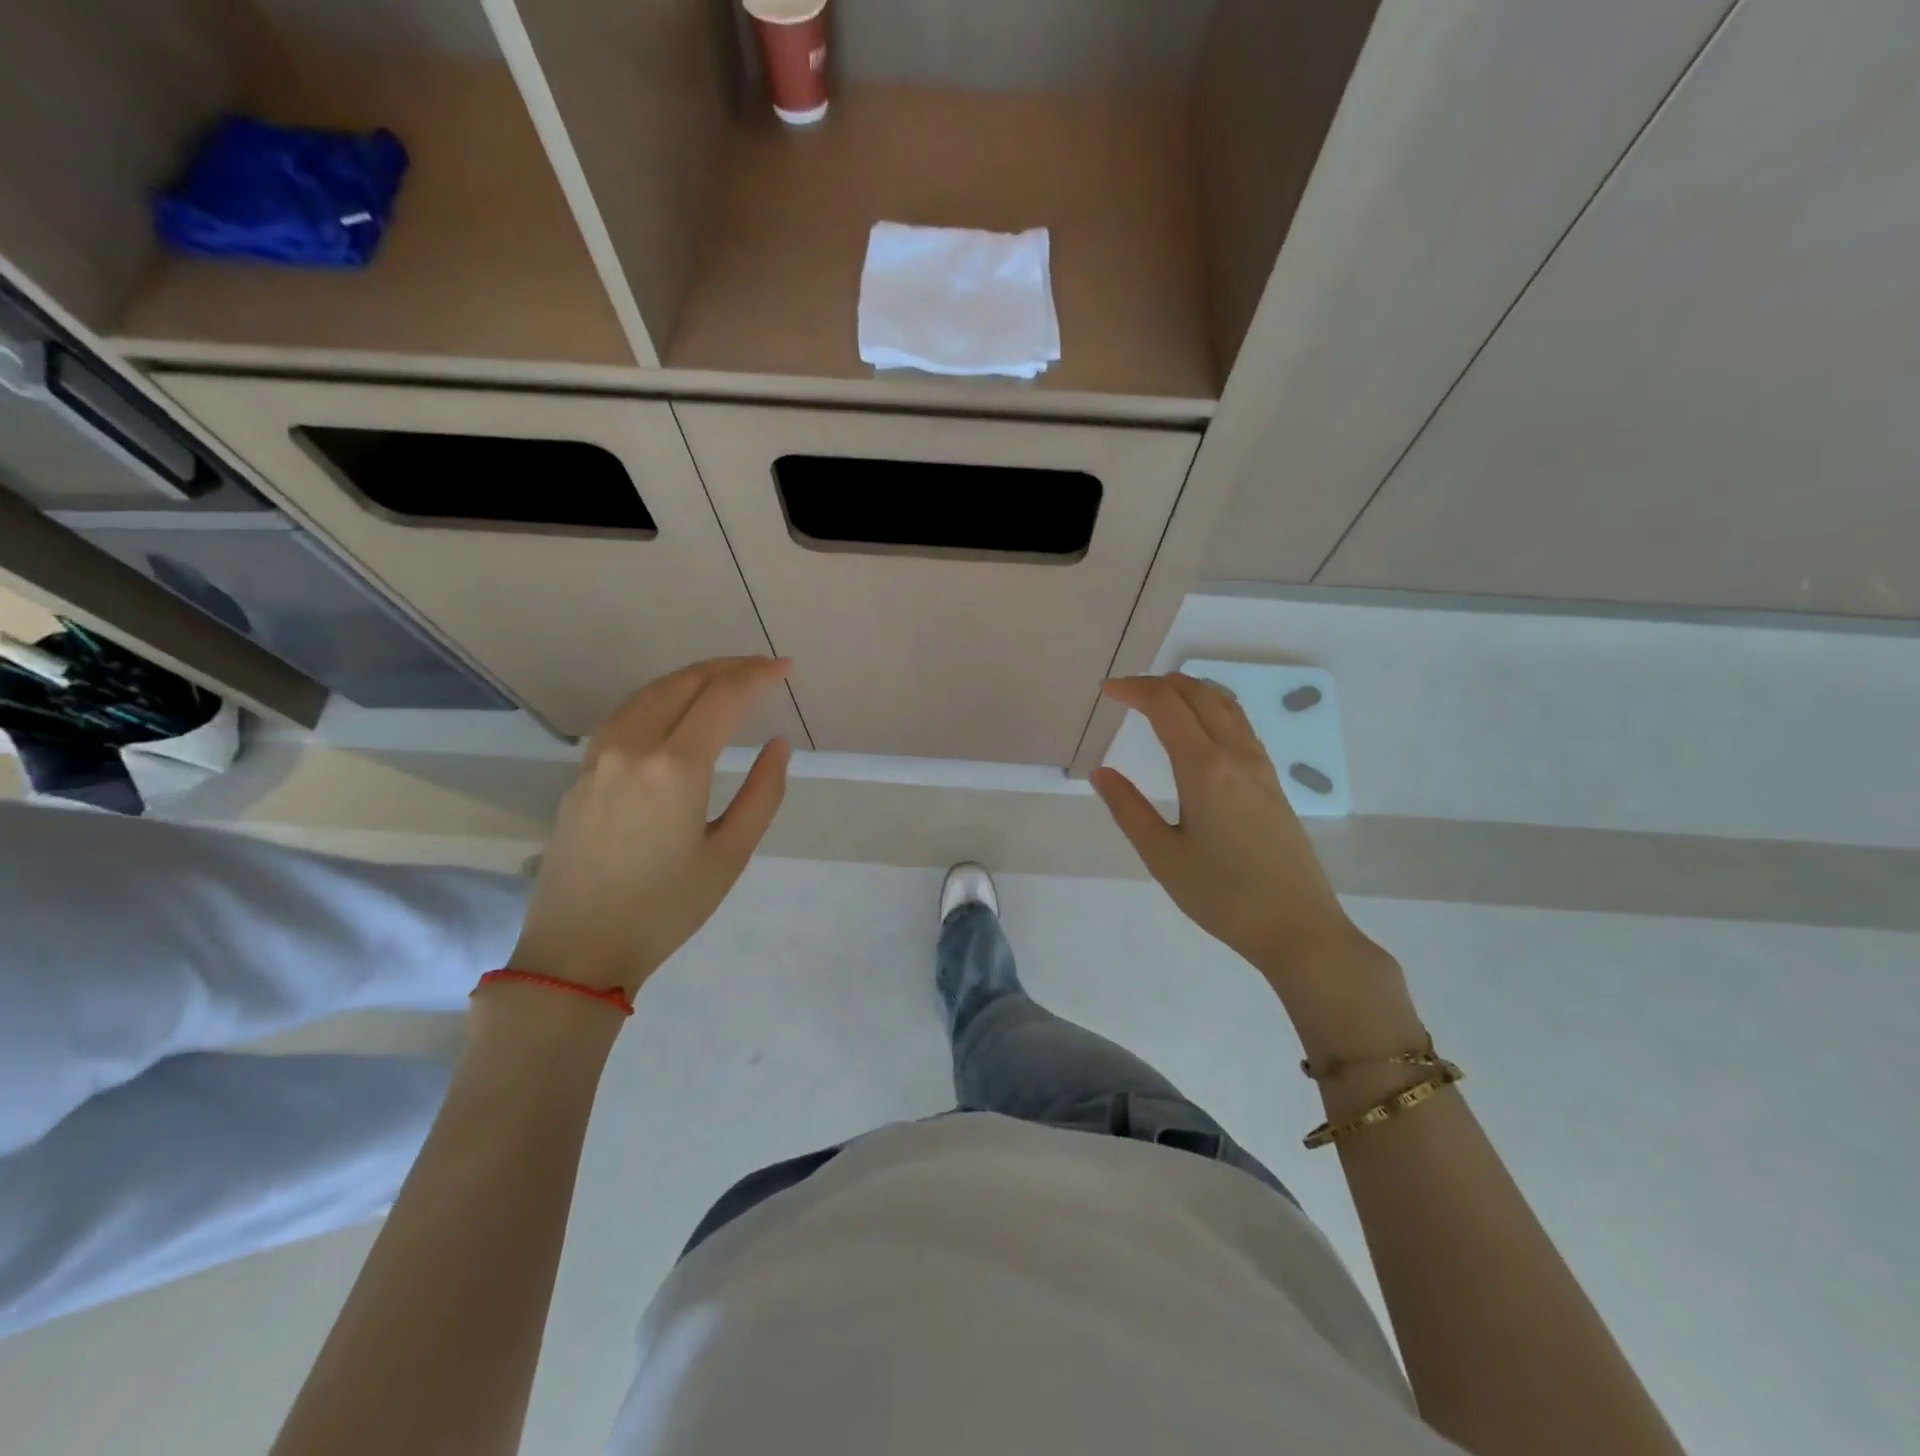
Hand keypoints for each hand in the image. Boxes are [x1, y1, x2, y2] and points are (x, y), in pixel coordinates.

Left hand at [509, 657, 793, 997]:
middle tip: (763, 667)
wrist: (578, 950)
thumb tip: (779, 745)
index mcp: (676, 766)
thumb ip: (762, 793)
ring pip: (650, 692)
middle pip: (684, 682)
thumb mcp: (730, 855)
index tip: (787, 668)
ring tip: (726, 678)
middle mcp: (634, 747)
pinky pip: (626, 714)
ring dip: (692, 676)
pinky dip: (660, 697)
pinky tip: (675, 709)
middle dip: (728, 667)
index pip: (723, 697)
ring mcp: (600, 757)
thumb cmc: (666, 909)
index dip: (758, 676)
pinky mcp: (582, 773)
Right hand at [1091, 674, 1384, 992]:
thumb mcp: (1163, 857)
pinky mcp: (1273, 782)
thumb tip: (1101, 773)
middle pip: (1199, 694)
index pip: (1167, 706)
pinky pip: (1240, 725)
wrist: (1298, 928)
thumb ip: (1128, 810)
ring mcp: (1260, 767)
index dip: (1135, 690)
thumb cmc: (1223, 896)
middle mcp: (1236, 756)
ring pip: (1225, 705)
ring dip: (1190, 690)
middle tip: (1127, 691)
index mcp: (1204, 769)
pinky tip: (1200, 728)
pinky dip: (1212, 708)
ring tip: (1160, 698)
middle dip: (1160, 683)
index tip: (1108, 691)